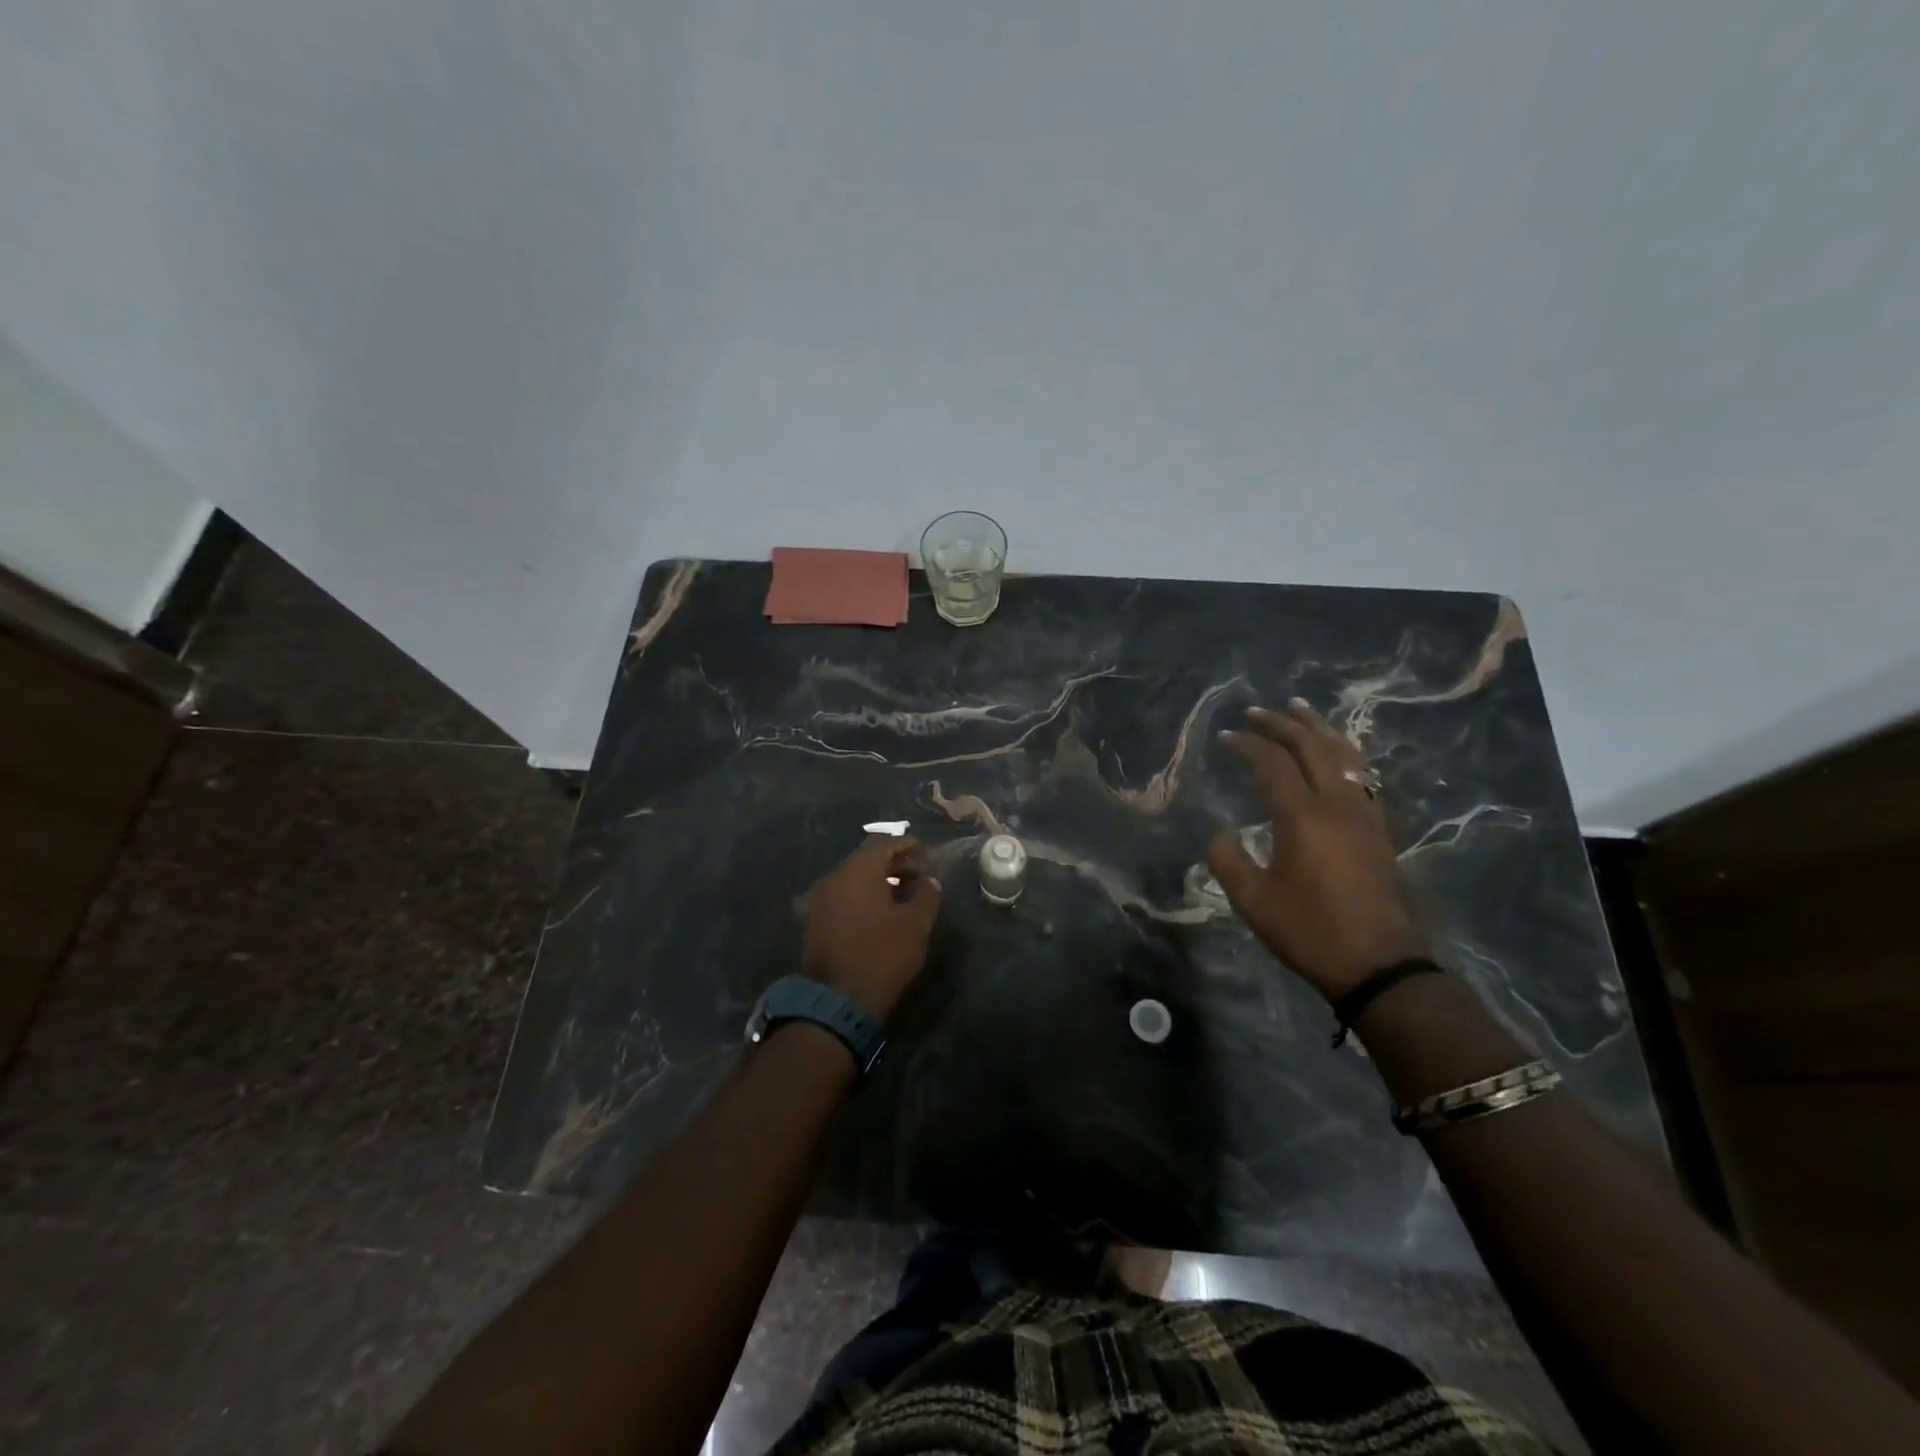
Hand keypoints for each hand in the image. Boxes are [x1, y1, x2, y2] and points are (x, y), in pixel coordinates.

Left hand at [801, 836, 942, 1021]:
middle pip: (867, 860)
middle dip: (894, 864)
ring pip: (854, 879)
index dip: (906, 846)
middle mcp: (835, 878)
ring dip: (878, 881)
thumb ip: (926, 896)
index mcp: (858, 871)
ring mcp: (821, 900)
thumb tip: (930, 881)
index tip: (924, 849)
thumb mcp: (915, 925)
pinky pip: (844, 897)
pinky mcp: (816, 921)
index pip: (884, 845)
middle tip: (918, 873)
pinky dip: (863, 896)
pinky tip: (881, 911)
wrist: (837, 1000)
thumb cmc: (882, 954)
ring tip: (903, 893)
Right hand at [1208, 700, 1428, 1000]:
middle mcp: (1337, 804)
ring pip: (1344, 754)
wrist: (1379, 965)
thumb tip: (1220, 835)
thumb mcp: (1253, 901)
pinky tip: (1337, 751)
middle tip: (1257, 711)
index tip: (1226, 736)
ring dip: (1318, 728)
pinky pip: (1361, 773)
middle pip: (1311, 747)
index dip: (1248, 743)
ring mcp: (1364, 814)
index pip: (1273, 763)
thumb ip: (1228, 860)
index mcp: (1302, 817)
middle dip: (1282, 724)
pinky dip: (1343, 751)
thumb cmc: (1310, 931)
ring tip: (1300, 709)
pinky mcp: (1379, 828)